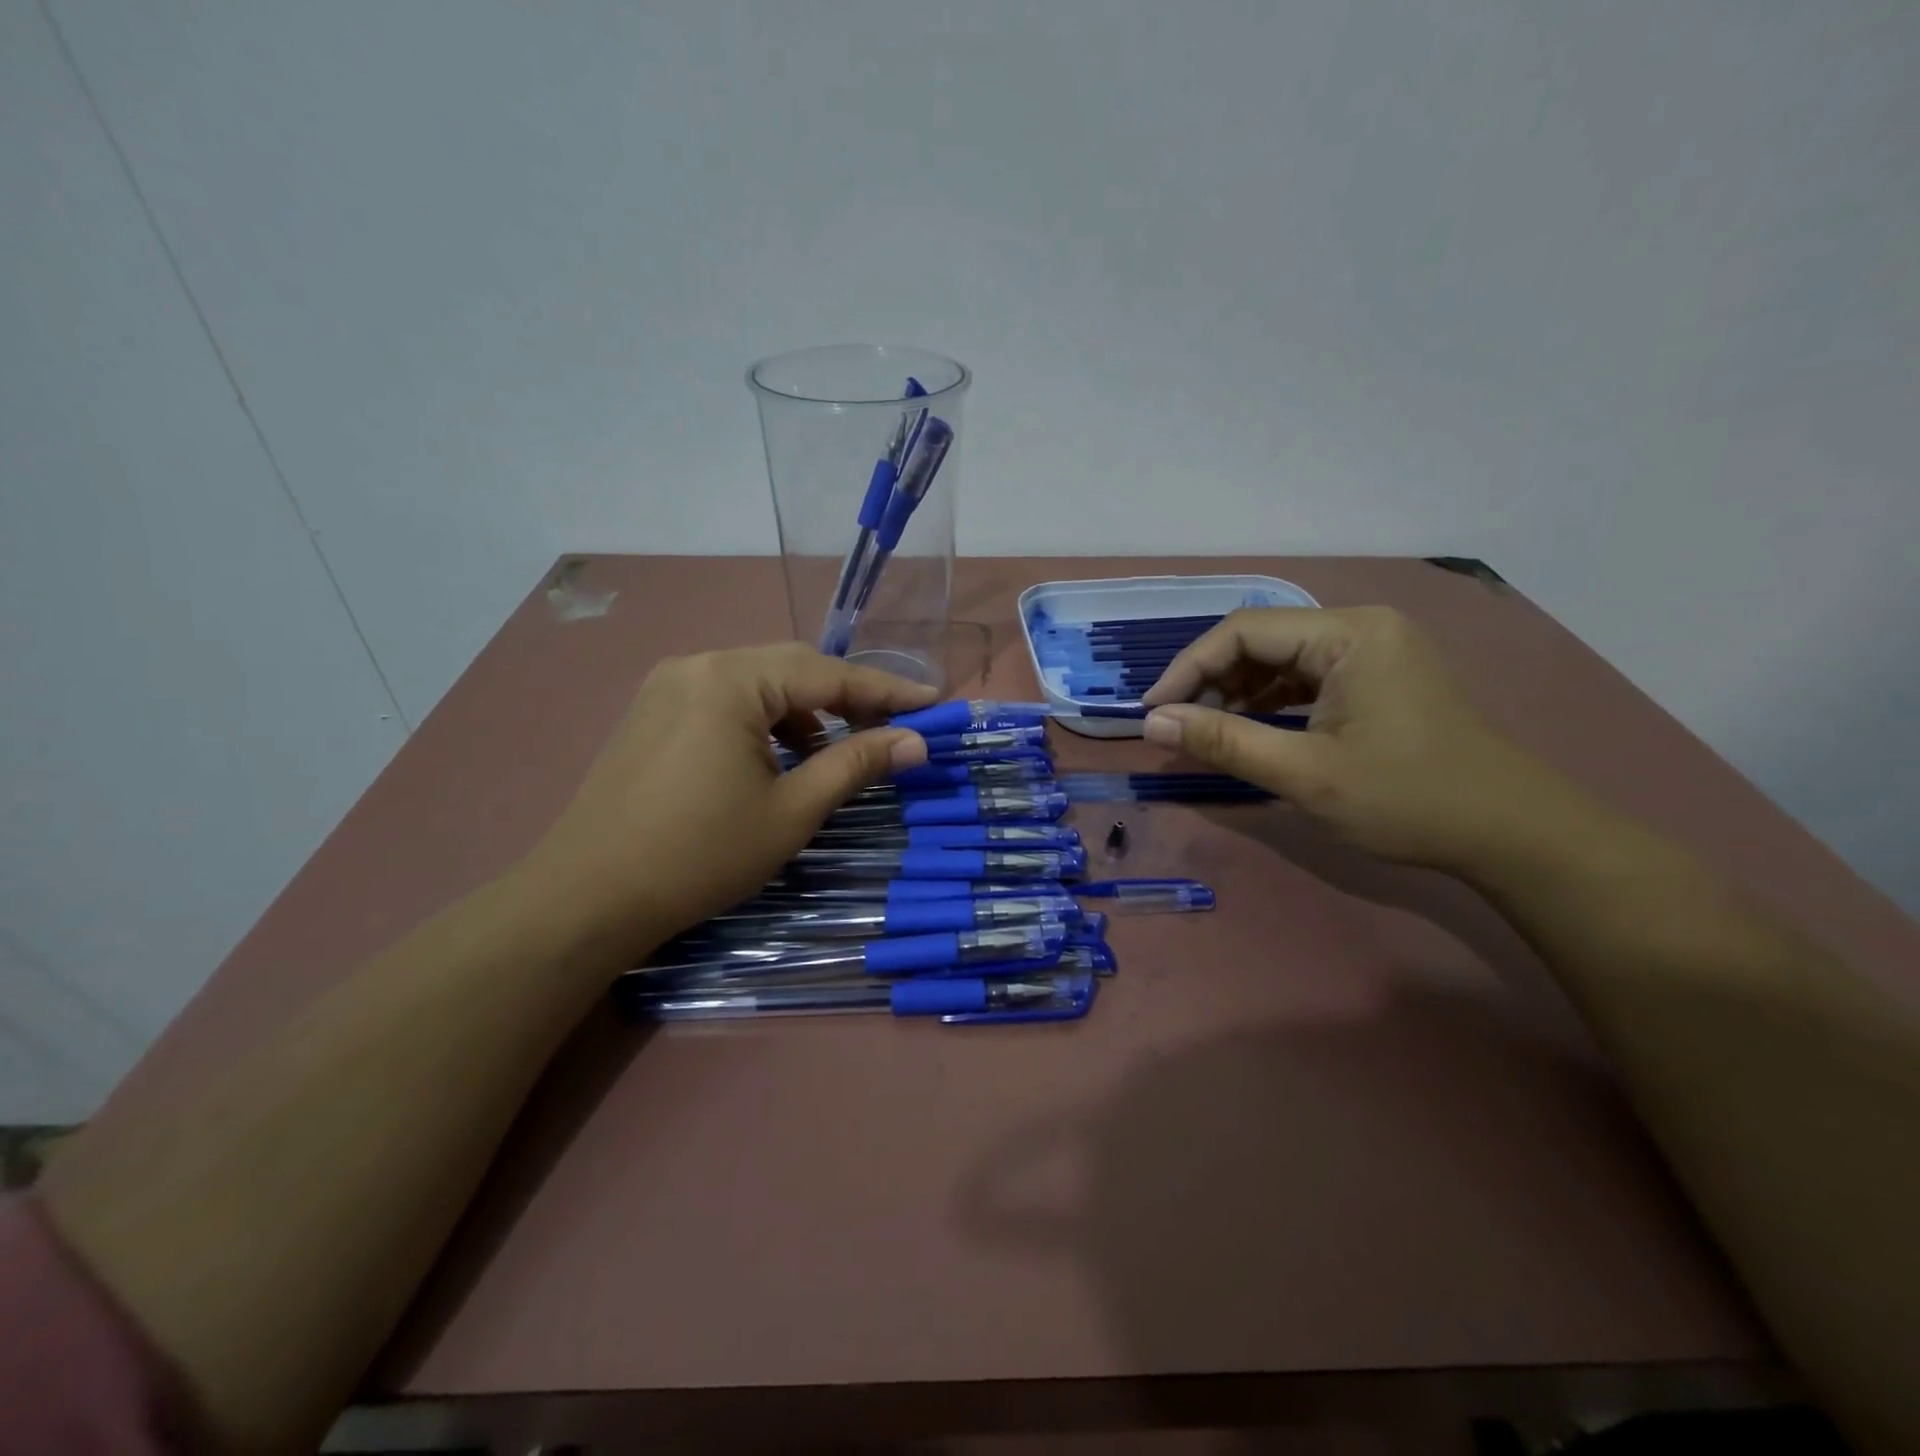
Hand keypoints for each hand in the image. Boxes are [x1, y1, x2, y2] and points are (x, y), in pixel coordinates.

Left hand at [522, 643, 935, 951]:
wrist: (588, 897)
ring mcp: (668, 686)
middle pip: (792, 668)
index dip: (887, 691)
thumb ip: (856, 764)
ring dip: (804, 711)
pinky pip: (726, 700)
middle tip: (894, 725)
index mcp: (732, 679)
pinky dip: (764, 722)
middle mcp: (698, 664)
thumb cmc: (701, 854)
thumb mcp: (792, 811)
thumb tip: (916, 742)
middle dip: (846, 697)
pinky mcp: (653, 711)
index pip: (828, 674)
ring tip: (832, 753)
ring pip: (758, 684)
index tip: (933, 704)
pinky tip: (776, 759)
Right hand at [1141, 607, 1568, 869]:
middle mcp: (1361, 627)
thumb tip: (1153, 723)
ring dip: (1238, 693)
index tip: (1153, 712)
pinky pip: (1307, 676)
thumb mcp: (1304, 774)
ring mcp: (1374, 650)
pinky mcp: (1379, 677)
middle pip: (1261, 639)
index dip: (1188, 668)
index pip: (1243, 630)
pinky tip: (1253, 730)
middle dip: (1213, 681)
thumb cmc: (1408, 799)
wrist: (1513, 834)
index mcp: (1348, 634)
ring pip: (1281, 658)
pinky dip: (1271, 701)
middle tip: (1180, 727)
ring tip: (1209, 733)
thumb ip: (1223, 742)